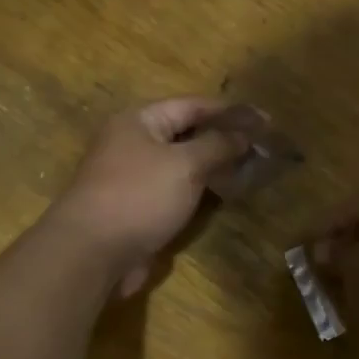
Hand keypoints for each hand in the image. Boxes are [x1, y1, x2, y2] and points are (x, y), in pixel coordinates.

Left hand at [47, 98, 255, 296]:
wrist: (92, 253)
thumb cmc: (139, 196)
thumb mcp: (185, 164)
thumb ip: (217, 145)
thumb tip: (243, 133)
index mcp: (140, 120)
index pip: (193, 105)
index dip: (230, 111)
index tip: (266, 120)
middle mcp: (134, 143)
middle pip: (187, 133)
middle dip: (224, 139)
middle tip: (263, 147)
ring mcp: (135, 177)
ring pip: (183, 164)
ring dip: (215, 167)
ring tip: (253, 170)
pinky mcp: (139, 207)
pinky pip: (176, 191)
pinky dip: (200, 190)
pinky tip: (226, 195)